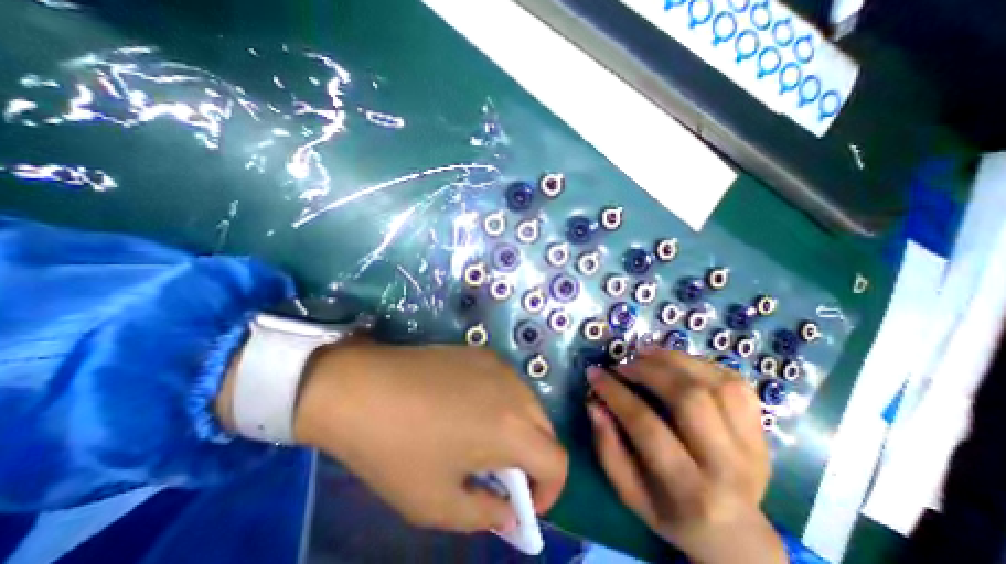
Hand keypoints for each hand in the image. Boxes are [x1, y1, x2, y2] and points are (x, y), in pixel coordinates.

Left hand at [290, 338, 567, 531]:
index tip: (523, 502)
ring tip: (482, 439)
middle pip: (545, 430)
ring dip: (518, 428)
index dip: (549, 490)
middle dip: (532, 459)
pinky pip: (506, 383)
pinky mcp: (481, 352)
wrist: (363, 386)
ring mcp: (499, 365)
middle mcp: (515, 390)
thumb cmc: (396, 449)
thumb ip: (484, 515)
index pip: (558, 461)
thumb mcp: (437, 502)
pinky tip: (468, 406)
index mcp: (512, 428)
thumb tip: (510, 512)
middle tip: (499, 474)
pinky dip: (502, 403)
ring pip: (527, 404)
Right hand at [586, 351, 790, 561]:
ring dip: (674, 360)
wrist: (736, 534)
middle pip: (689, 398)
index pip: (647, 426)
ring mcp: (752, 444)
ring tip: (646, 355)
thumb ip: (608, 448)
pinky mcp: (762, 428)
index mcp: (690, 490)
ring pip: (716, 382)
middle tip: (624, 365)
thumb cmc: (672, 513)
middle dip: (648, 371)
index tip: (594, 373)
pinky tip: (676, 364)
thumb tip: (594, 403)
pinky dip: (700, 364)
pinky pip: (733, 381)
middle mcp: (728, 465)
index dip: (615, 393)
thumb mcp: (630, 493)